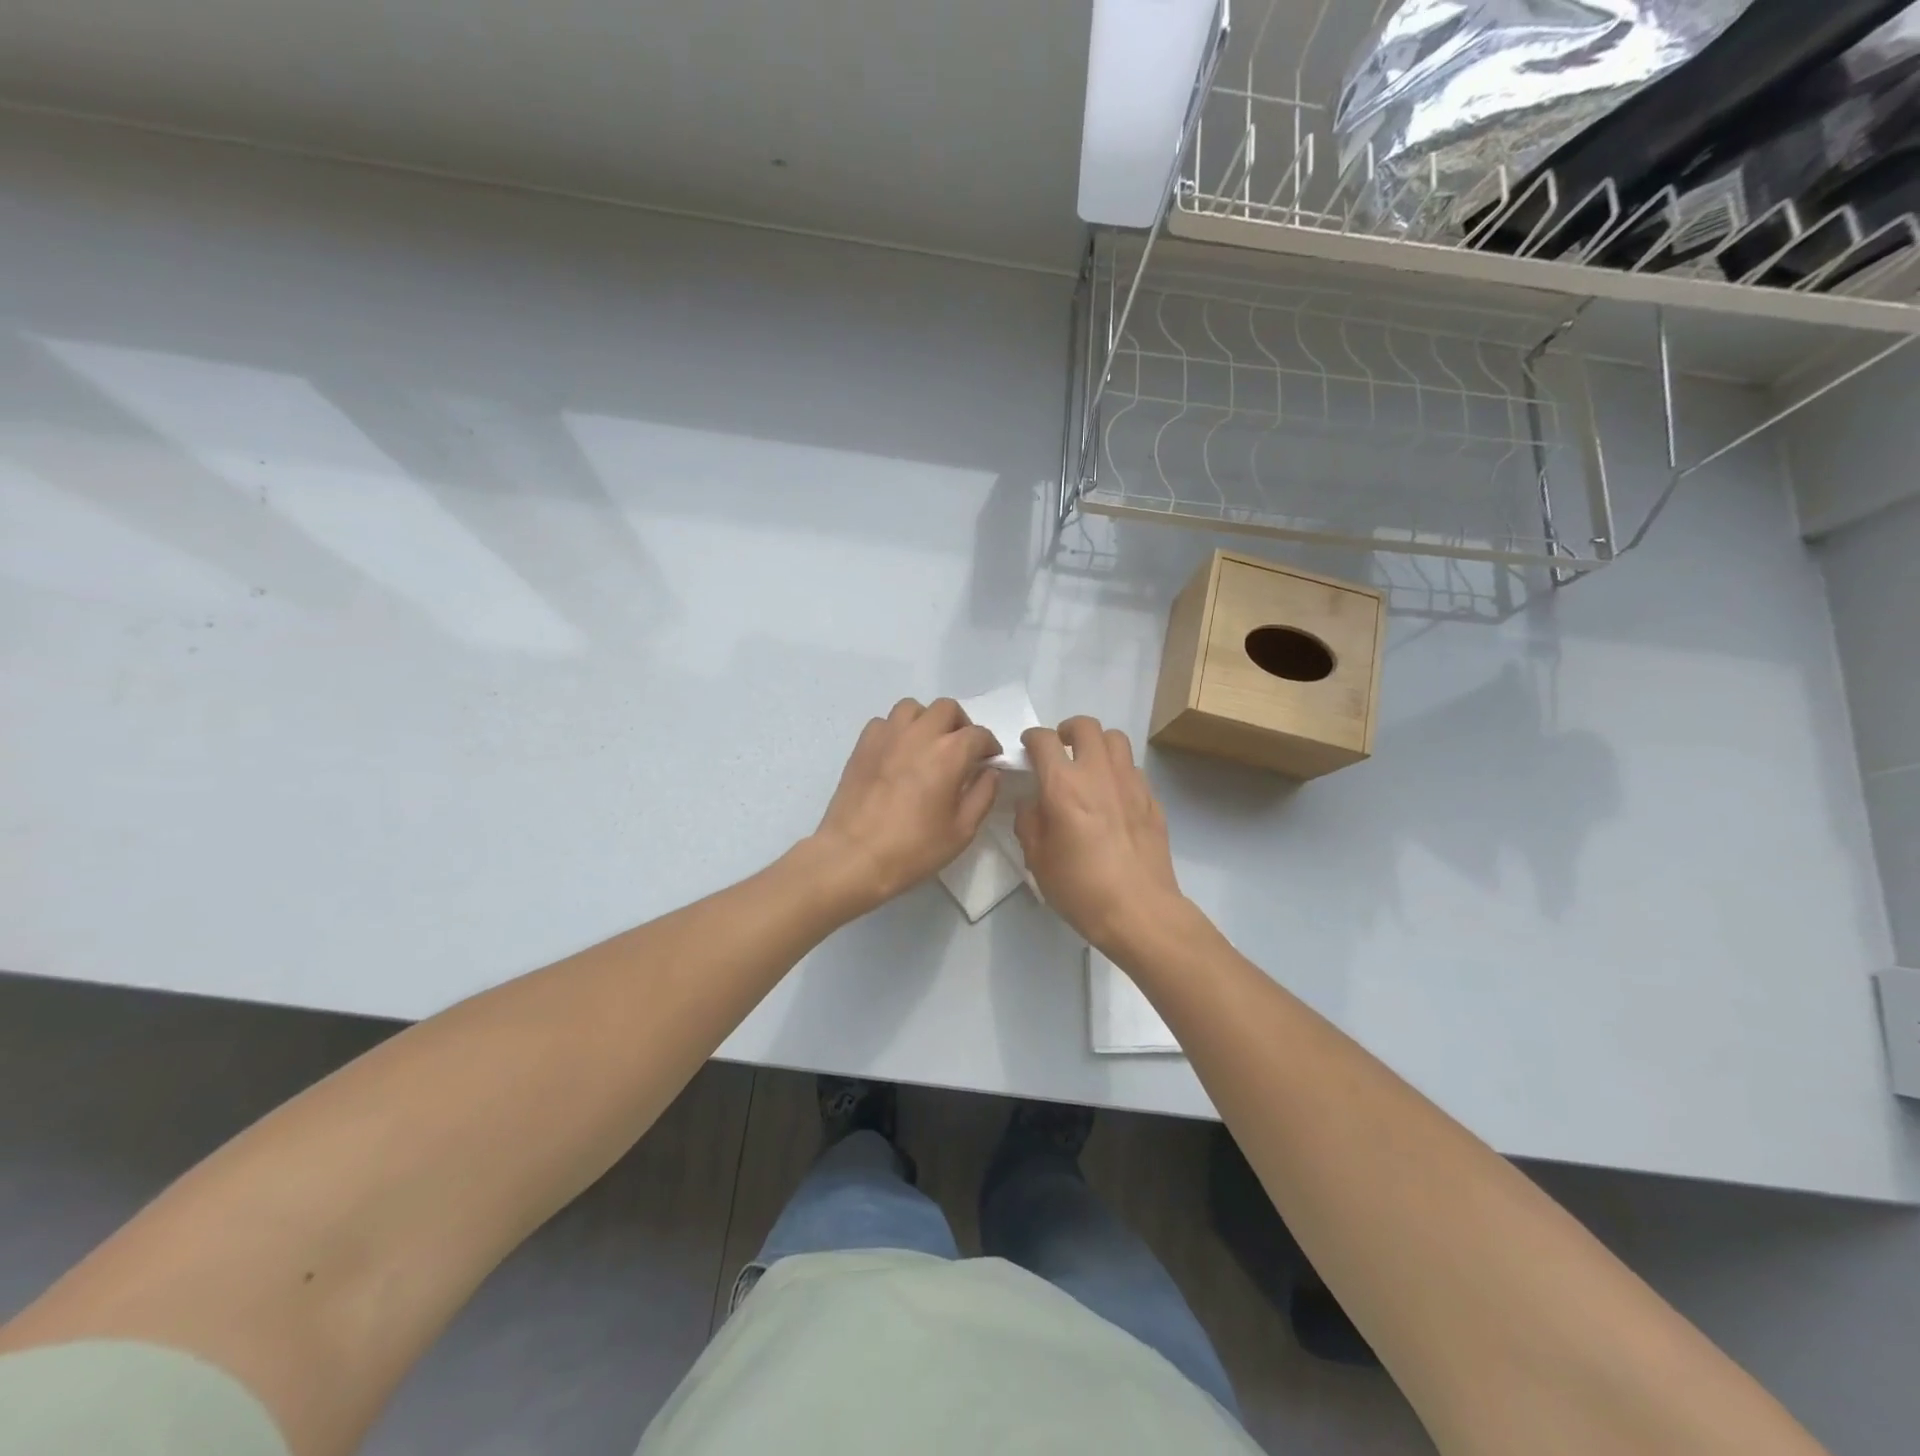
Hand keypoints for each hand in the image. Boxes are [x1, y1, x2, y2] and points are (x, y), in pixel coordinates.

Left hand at [811, 698, 1000, 911]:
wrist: (854, 856)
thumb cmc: (913, 848)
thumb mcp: (962, 830)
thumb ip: (983, 795)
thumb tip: (990, 771)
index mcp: (950, 753)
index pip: (979, 734)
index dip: (989, 746)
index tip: (989, 762)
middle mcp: (920, 733)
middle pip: (947, 709)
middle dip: (960, 725)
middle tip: (960, 751)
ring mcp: (888, 735)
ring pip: (913, 708)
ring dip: (926, 721)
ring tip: (927, 745)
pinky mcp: (863, 744)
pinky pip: (885, 722)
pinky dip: (897, 730)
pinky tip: (898, 753)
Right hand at [1015, 717, 1185, 950]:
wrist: (1139, 910)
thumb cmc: (1080, 888)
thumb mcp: (1037, 859)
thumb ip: (1028, 822)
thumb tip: (1032, 803)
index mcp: (1063, 785)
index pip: (1044, 740)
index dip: (1032, 738)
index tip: (1028, 748)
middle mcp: (1098, 773)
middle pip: (1086, 726)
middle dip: (1068, 730)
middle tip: (1061, 749)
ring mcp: (1130, 784)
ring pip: (1116, 739)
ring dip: (1098, 744)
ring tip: (1089, 765)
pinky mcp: (1152, 800)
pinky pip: (1133, 769)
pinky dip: (1118, 771)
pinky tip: (1113, 796)